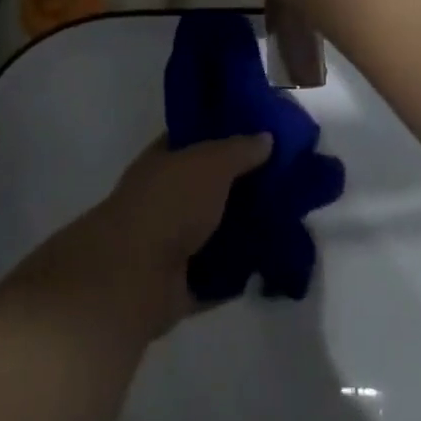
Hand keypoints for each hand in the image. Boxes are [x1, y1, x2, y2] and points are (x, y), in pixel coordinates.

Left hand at [9, 135, 272, 342]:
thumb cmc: (170, 203)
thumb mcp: (210, 163)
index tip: (261, 135)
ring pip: (214, 232)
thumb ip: (239, 149)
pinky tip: (271, 266)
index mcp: (163, 161)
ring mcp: (170, 243)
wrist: (134, 275)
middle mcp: (165, 199)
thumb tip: (266, 138)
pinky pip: (217, 277)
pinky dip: (239, 275)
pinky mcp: (180, 285)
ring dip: (243, 232)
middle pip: (209, 188)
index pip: (195, 140)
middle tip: (284, 184)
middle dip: (242, 188)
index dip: (224, 135)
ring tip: (286, 225)